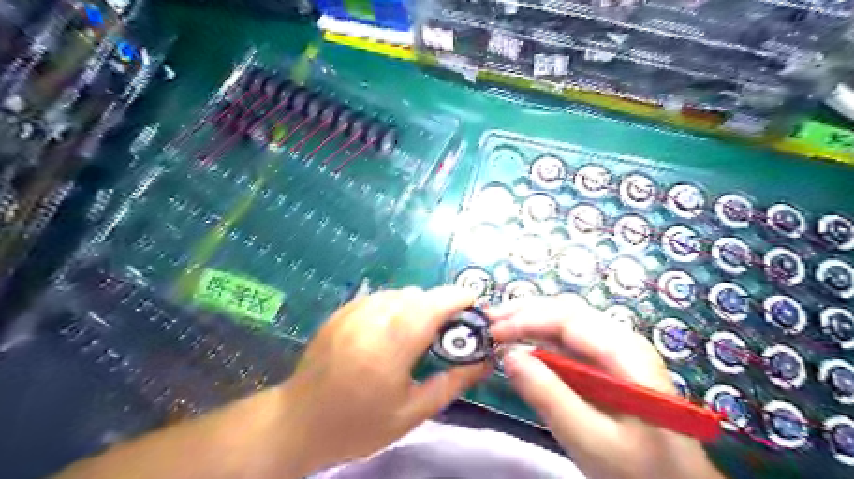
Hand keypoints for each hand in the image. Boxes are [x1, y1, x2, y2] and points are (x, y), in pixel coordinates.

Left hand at [282, 284, 490, 471]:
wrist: (299, 422)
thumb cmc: (359, 424)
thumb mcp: (411, 414)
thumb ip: (450, 383)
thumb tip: (482, 363)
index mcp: (390, 349)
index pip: (429, 308)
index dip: (455, 298)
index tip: (473, 301)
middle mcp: (371, 322)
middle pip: (416, 296)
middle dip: (438, 303)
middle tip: (447, 327)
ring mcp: (352, 313)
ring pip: (397, 293)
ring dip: (416, 304)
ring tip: (418, 330)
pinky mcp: (341, 312)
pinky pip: (379, 297)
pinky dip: (395, 305)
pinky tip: (391, 328)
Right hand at [492, 293, 722, 478]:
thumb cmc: (640, 470)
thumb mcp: (590, 439)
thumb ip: (548, 395)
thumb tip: (508, 355)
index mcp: (624, 351)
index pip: (567, 318)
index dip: (525, 318)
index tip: (492, 331)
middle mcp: (620, 339)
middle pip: (566, 311)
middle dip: (524, 311)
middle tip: (489, 322)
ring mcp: (614, 350)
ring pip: (565, 321)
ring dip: (529, 320)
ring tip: (499, 328)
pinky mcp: (606, 363)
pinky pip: (567, 340)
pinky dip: (540, 337)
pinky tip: (522, 344)